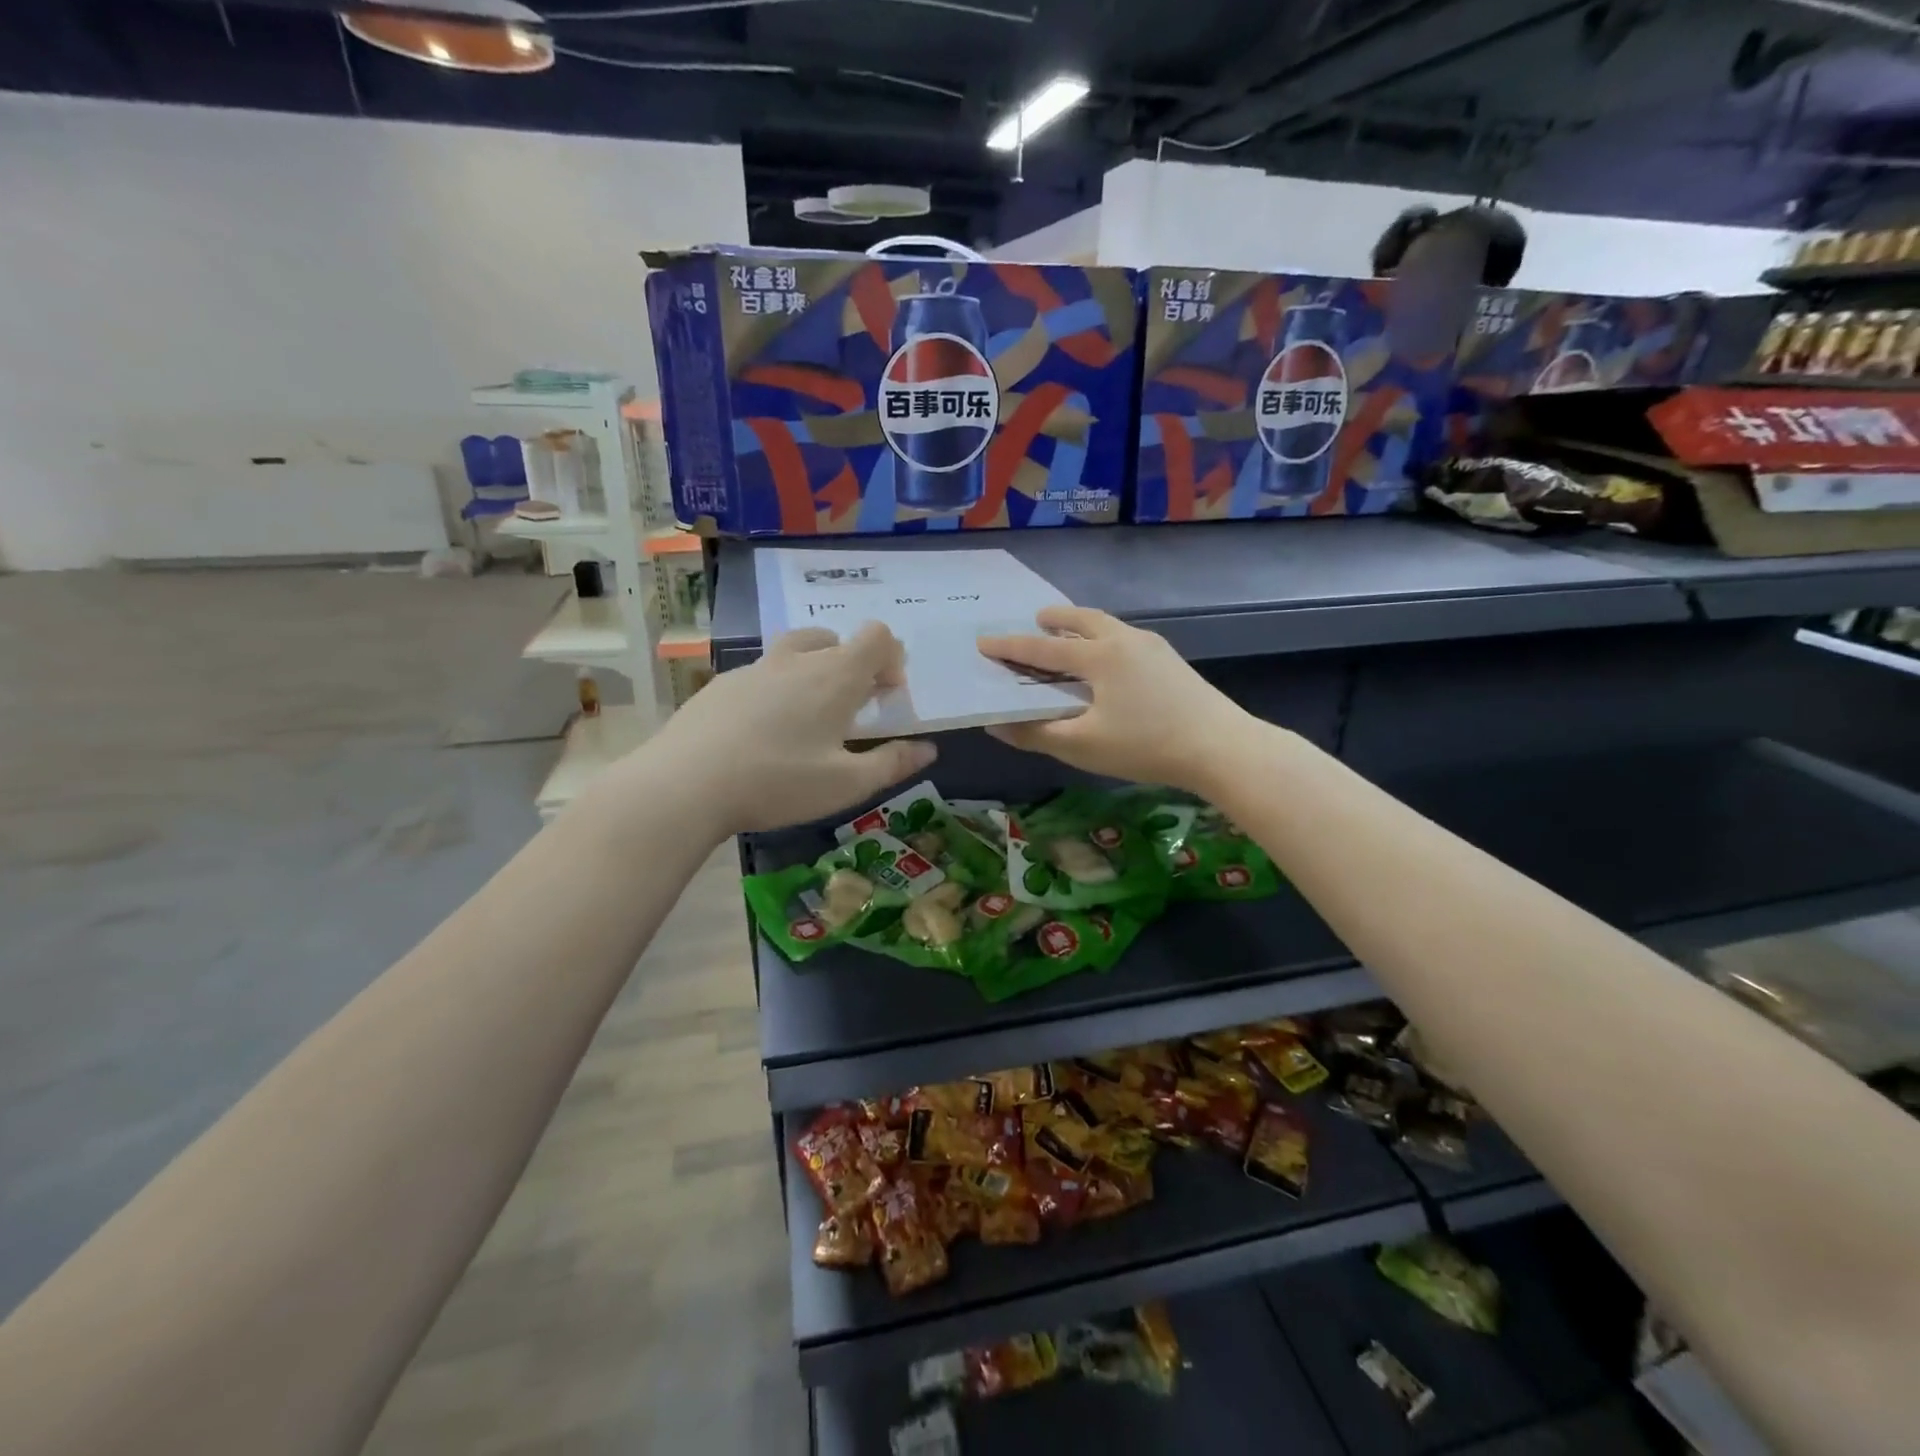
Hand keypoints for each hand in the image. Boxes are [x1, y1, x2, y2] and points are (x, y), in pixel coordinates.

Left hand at [638, 623, 936, 835]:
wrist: (685, 784)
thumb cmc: (778, 782)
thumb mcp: (846, 784)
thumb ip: (892, 763)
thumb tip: (928, 749)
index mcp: (835, 676)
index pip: (876, 636)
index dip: (892, 658)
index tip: (887, 695)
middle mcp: (797, 660)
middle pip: (836, 639)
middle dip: (854, 664)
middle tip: (852, 709)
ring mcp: (754, 668)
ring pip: (796, 650)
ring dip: (814, 670)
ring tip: (809, 716)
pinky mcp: (721, 684)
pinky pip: (763, 673)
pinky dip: (777, 688)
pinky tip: (763, 731)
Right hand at [977, 606, 1253, 793]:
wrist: (1220, 747)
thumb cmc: (1145, 746)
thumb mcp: (1081, 746)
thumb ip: (1035, 734)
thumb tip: (995, 724)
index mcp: (1098, 656)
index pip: (1043, 648)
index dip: (1010, 647)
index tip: (984, 641)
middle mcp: (1124, 640)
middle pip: (1083, 620)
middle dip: (1055, 619)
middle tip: (1036, 620)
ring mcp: (1152, 647)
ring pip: (1108, 625)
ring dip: (1082, 625)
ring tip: (1070, 634)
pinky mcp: (1171, 661)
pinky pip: (1126, 638)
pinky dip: (1105, 639)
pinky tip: (1109, 660)